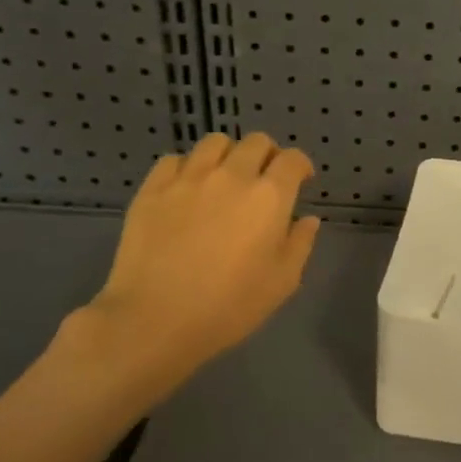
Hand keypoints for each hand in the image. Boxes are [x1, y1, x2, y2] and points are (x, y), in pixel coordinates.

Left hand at [60, 132, 320, 407]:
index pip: (292, 159)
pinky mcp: (153, 189)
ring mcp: (189, 178)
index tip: (300, 180)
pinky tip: (187, 189)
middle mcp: (232, 176)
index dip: (300, 166)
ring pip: (215, 142)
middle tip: (263, 179)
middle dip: (267, 155)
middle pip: (256, 142)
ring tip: (224, 177)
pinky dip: (187, 167)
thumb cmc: (229, 306)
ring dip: (228, 154)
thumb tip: (307, 219)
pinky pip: (174, 160)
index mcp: (269, 197)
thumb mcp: (282, 282)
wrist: (155, 320)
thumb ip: (300, 244)